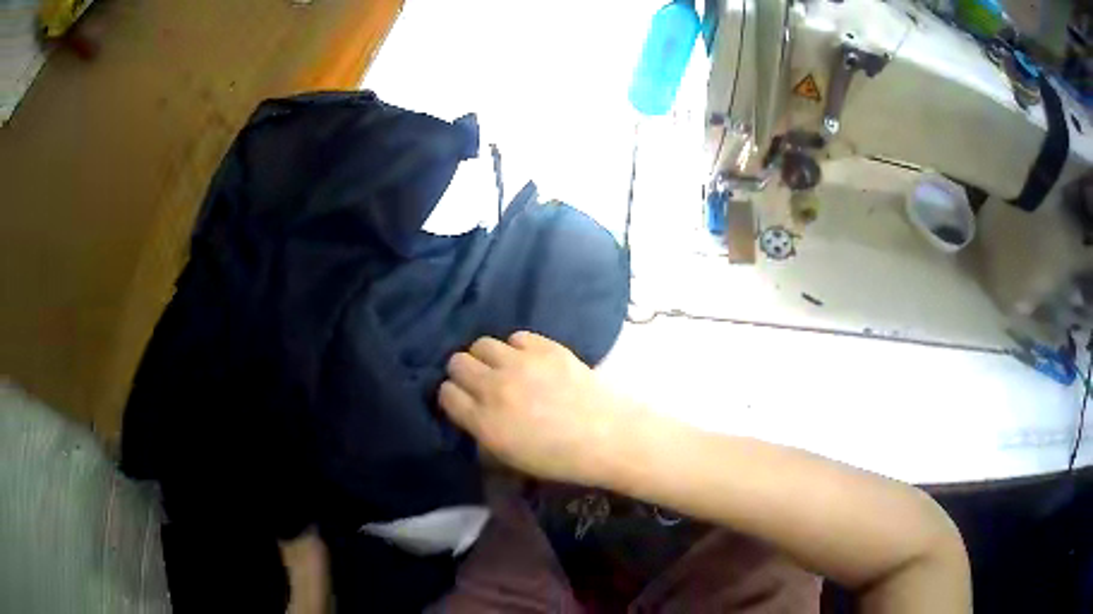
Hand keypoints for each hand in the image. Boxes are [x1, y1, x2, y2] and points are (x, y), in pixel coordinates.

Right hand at [439, 331, 630, 485]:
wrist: (607, 437)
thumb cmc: (559, 459)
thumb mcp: (509, 459)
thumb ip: (482, 433)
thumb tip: (470, 412)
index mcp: (484, 422)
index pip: (446, 394)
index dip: (452, 397)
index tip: (463, 401)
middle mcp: (495, 387)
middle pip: (457, 362)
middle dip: (464, 372)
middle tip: (480, 383)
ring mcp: (521, 363)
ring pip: (482, 344)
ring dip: (487, 357)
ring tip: (503, 369)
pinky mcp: (546, 347)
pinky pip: (516, 337)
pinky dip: (517, 348)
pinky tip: (529, 361)